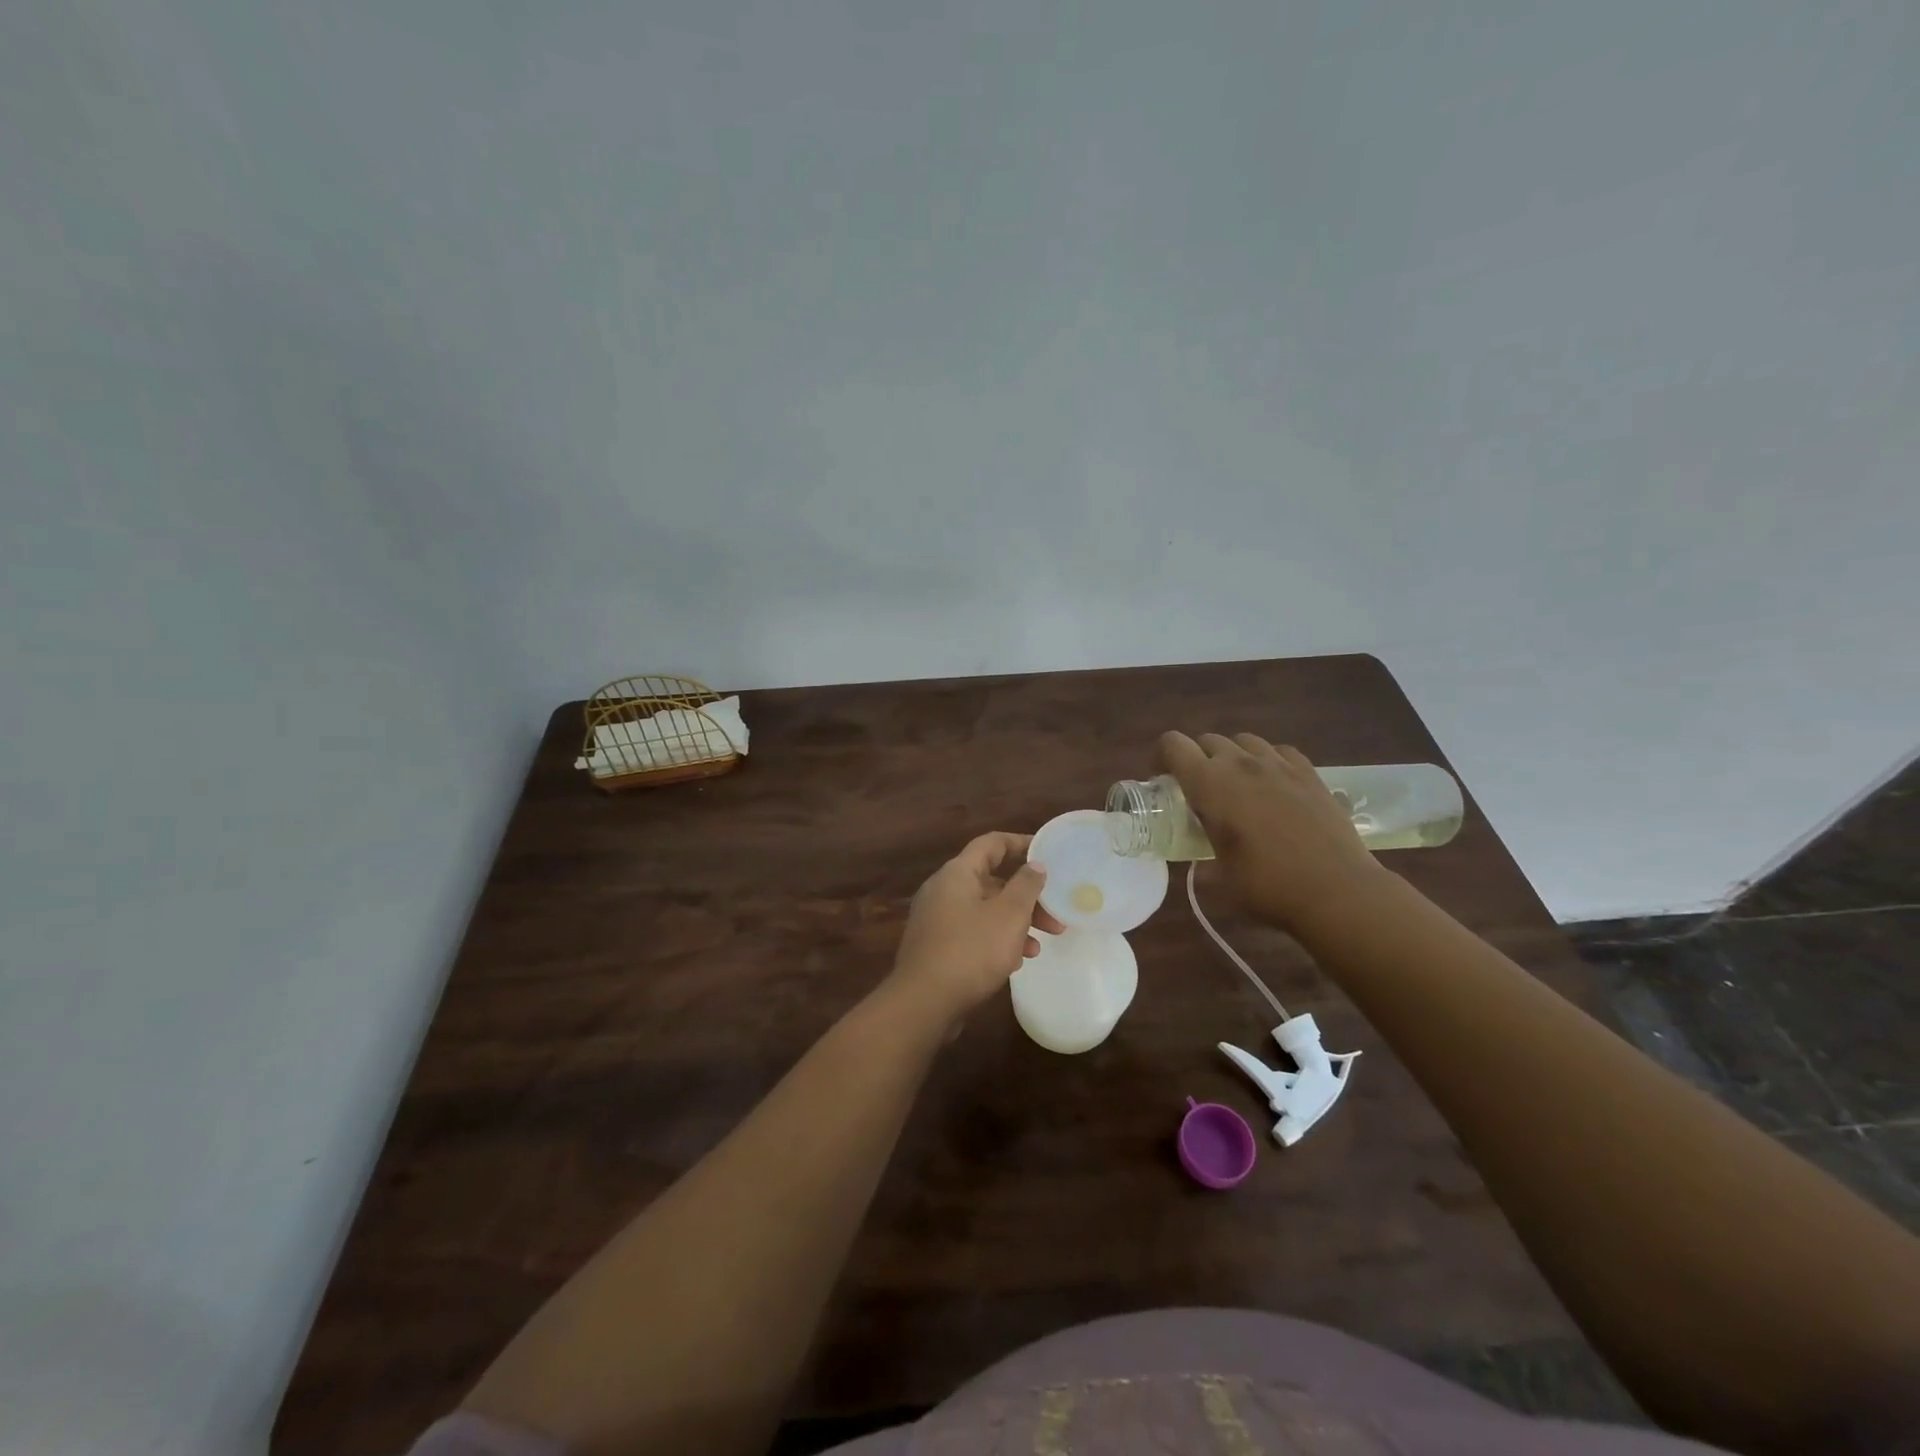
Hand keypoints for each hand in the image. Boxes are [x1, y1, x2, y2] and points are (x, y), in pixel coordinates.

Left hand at [887, 832, 1065, 1025]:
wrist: (924, 1002)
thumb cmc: (971, 950)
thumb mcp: (1009, 915)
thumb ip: (1026, 886)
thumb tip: (1035, 865)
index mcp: (957, 873)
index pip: (992, 843)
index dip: (1020, 843)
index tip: (1047, 853)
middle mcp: (942, 889)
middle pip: (991, 881)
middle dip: (1026, 898)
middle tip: (1054, 918)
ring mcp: (936, 919)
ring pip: (984, 910)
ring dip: (1014, 924)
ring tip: (1038, 948)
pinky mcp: (935, 946)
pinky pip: (972, 933)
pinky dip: (995, 940)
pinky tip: (1014, 963)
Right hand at [1158, 731, 1386, 927]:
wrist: (1337, 891)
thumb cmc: (1267, 887)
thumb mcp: (1218, 876)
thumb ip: (1203, 854)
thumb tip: (1200, 858)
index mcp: (1209, 783)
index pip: (1172, 744)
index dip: (1161, 757)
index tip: (1163, 780)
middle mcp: (1240, 763)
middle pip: (1207, 740)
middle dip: (1196, 759)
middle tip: (1200, 792)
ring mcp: (1278, 764)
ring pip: (1244, 740)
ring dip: (1232, 756)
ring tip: (1238, 786)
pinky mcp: (1309, 773)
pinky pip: (1279, 751)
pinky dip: (1268, 761)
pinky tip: (1273, 785)